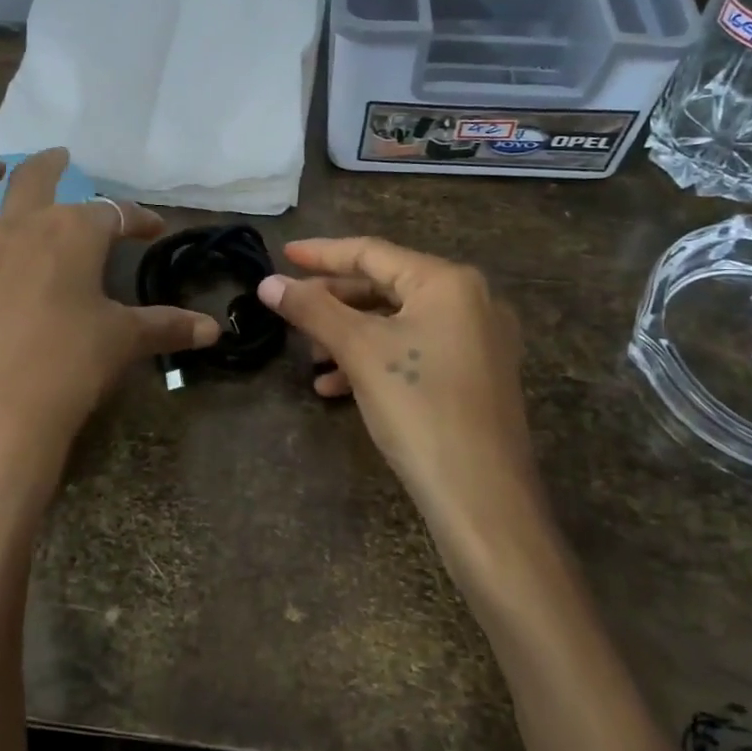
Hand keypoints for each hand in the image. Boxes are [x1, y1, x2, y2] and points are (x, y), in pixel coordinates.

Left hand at [0, 150, 220, 503]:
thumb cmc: (69, 368)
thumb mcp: (123, 342)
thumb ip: (168, 327)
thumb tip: (213, 329)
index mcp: (70, 235)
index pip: (113, 213)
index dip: (137, 218)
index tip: (153, 228)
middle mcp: (16, 229)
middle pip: (34, 177)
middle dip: (52, 164)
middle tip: (62, 159)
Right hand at [257, 237, 539, 559]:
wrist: (482, 497)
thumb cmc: (420, 408)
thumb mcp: (360, 352)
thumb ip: (312, 310)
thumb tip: (268, 283)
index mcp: (448, 282)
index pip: (373, 253)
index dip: (322, 253)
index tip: (283, 254)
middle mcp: (470, 301)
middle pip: (386, 287)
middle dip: (334, 302)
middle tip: (292, 310)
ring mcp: (478, 341)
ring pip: (398, 323)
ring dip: (350, 336)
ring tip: (311, 358)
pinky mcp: (475, 377)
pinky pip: (416, 352)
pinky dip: (375, 361)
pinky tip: (337, 388)